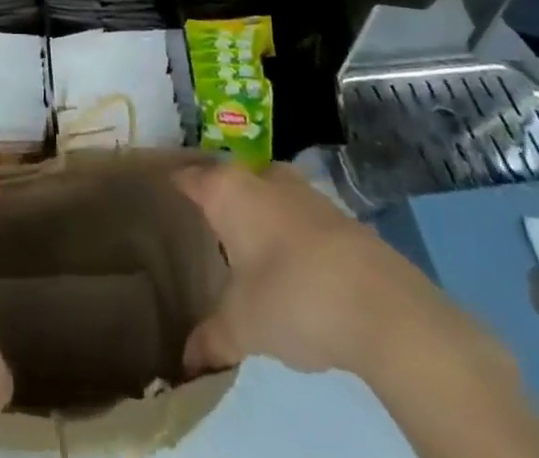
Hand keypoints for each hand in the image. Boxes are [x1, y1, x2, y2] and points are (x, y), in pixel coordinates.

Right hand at [173, 162, 482, 380]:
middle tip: (198, 230)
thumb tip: (186, 361)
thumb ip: (211, 338)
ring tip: (241, 248)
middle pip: (226, 181)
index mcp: (226, 189)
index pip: (186, 178)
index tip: (156, 199)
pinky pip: (294, 213)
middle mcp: (259, 176)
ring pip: (263, 193)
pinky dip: (285, 230)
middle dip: (214, 201)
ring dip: (254, 215)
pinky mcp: (334, 213)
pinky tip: (286, 263)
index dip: (170, 186)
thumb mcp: (242, 326)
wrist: (382, 305)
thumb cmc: (292, 297)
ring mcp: (301, 190)